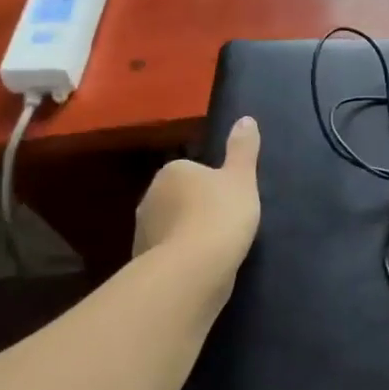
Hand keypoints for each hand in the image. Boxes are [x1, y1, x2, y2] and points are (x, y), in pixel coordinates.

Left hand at [132, 117, 261, 272]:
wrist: (192, 271)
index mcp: (172, 172)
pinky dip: (181, 258)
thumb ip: (243, 149)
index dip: (213, 184)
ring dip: (187, 234)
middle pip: (179, 198)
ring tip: (216, 248)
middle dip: (196, 208)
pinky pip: (168, 253)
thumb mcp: (242, 178)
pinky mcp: (142, 263)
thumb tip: (246, 118)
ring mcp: (142, 232)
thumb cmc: (220, 215)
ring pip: (171, 227)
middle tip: (226, 222)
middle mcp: (150, 197)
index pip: (192, 170)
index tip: (231, 199)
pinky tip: (201, 267)